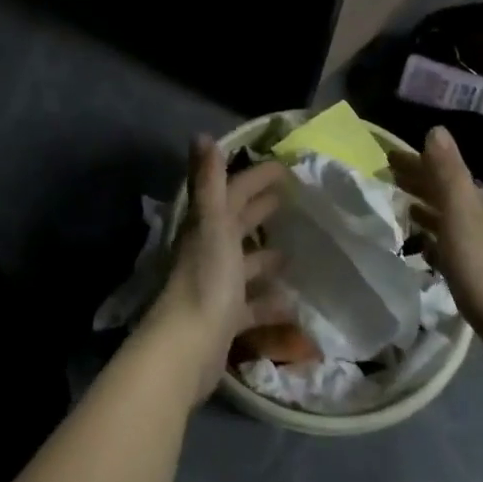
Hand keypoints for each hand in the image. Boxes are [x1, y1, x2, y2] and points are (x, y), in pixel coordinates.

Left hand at [141, 137, 289, 405]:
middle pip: (237, 223)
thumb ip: (209, 182)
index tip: (284, 167)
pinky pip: (252, 305)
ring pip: (245, 264)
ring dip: (266, 256)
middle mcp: (210, 250)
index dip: (255, 177)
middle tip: (291, 199)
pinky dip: (270, 302)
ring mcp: (217, 285)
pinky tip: (294, 304)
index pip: (233, 191)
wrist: (187, 347)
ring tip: (294, 251)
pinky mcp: (225, 318)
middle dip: (260, 209)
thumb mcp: (212, 224)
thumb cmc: (206, 279)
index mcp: (208, 225)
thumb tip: (202, 135)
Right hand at [390, 125, 482, 391]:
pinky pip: (448, 249)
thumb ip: (448, 173)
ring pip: (446, 221)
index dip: (416, 162)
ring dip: (423, 212)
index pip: (442, 171)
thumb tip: (435, 128)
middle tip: (385, 180)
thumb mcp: (462, 215)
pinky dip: (431, 242)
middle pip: (445, 194)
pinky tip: (420, 252)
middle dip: (418, 184)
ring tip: (396, 211)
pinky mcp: (480, 279)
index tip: (386, 158)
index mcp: (479, 203)